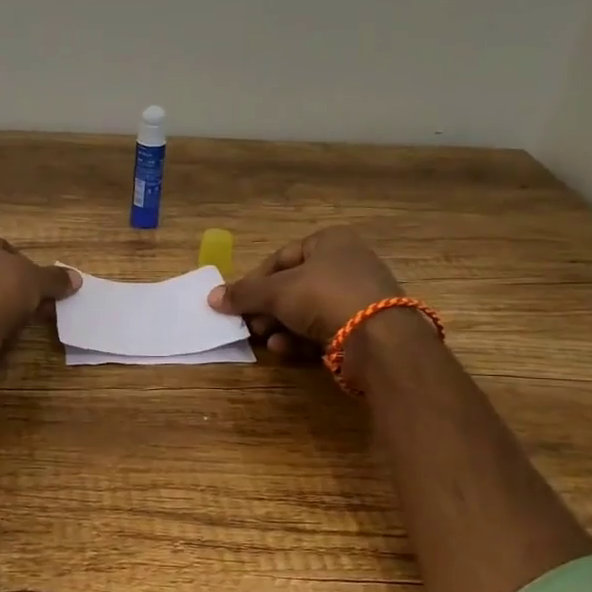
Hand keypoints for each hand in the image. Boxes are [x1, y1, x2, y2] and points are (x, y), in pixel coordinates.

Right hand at [207, 227, 410, 359]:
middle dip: (267, 308)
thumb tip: (212, 298)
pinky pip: (325, 329)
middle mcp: (347, 263)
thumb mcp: (276, 292)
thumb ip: (244, 294)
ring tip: (264, 339)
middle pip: (294, 286)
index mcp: (330, 241)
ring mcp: (359, 296)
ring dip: (281, 325)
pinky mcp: (365, 327)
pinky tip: (284, 349)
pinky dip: (301, 339)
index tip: (237, 301)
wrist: (378, 338)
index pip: (281, 257)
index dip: (255, 280)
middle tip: (248, 324)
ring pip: (308, 310)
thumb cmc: (323, 297)